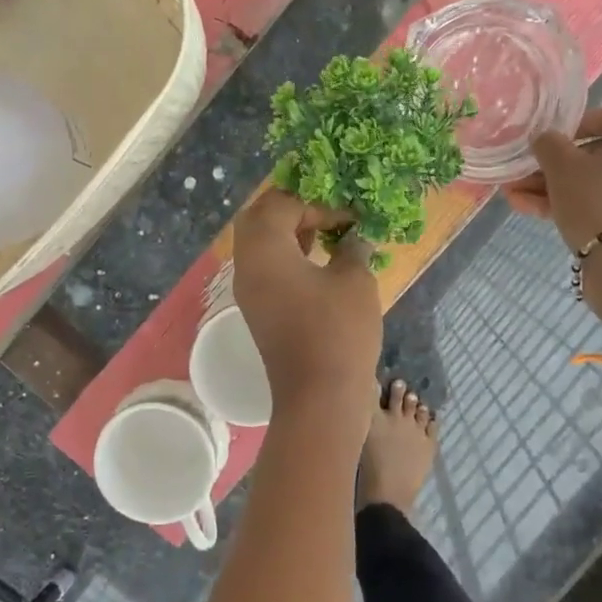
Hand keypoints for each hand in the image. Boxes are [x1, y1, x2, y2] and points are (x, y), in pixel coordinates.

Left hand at [231, 190, 380, 409]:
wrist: (319, 398)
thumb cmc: (338, 332)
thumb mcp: (354, 280)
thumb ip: (352, 248)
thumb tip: (353, 238)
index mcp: (264, 250)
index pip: (281, 204)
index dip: (317, 203)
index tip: (349, 216)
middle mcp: (247, 265)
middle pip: (258, 218)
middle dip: (292, 209)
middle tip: (327, 212)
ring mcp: (249, 291)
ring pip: (260, 244)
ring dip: (289, 232)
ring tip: (327, 233)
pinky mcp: (258, 311)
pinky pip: (266, 269)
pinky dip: (288, 257)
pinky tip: (319, 263)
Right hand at [504, 103, 601, 321]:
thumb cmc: (598, 203)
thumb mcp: (564, 168)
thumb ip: (549, 145)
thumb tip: (544, 138)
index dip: (582, 121)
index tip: (554, 138)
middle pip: (597, 154)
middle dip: (554, 163)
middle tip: (522, 171)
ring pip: (591, 184)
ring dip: (551, 186)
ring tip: (513, 194)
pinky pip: (597, 206)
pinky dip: (565, 205)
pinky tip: (526, 209)